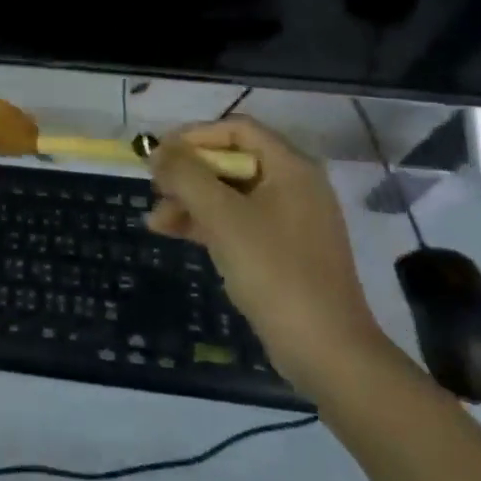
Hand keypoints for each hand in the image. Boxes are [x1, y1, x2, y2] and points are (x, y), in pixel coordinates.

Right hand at [147, 115, 387, 398]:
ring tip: (155, 221)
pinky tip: (175, 233)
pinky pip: (237, 222)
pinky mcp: (281, 250)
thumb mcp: (223, 217)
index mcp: (291, 168)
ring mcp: (289, 220)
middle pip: (230, 161)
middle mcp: (293, 186)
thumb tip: (157, 150)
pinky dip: (206, 223)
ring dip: (190, 201)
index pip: (236, 129)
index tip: (160, 156)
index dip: (194, 136)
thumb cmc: (274, 272)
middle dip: (187, 174)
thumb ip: (186, 176)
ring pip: (229, 194)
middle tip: (155, 190)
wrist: (326, 351)